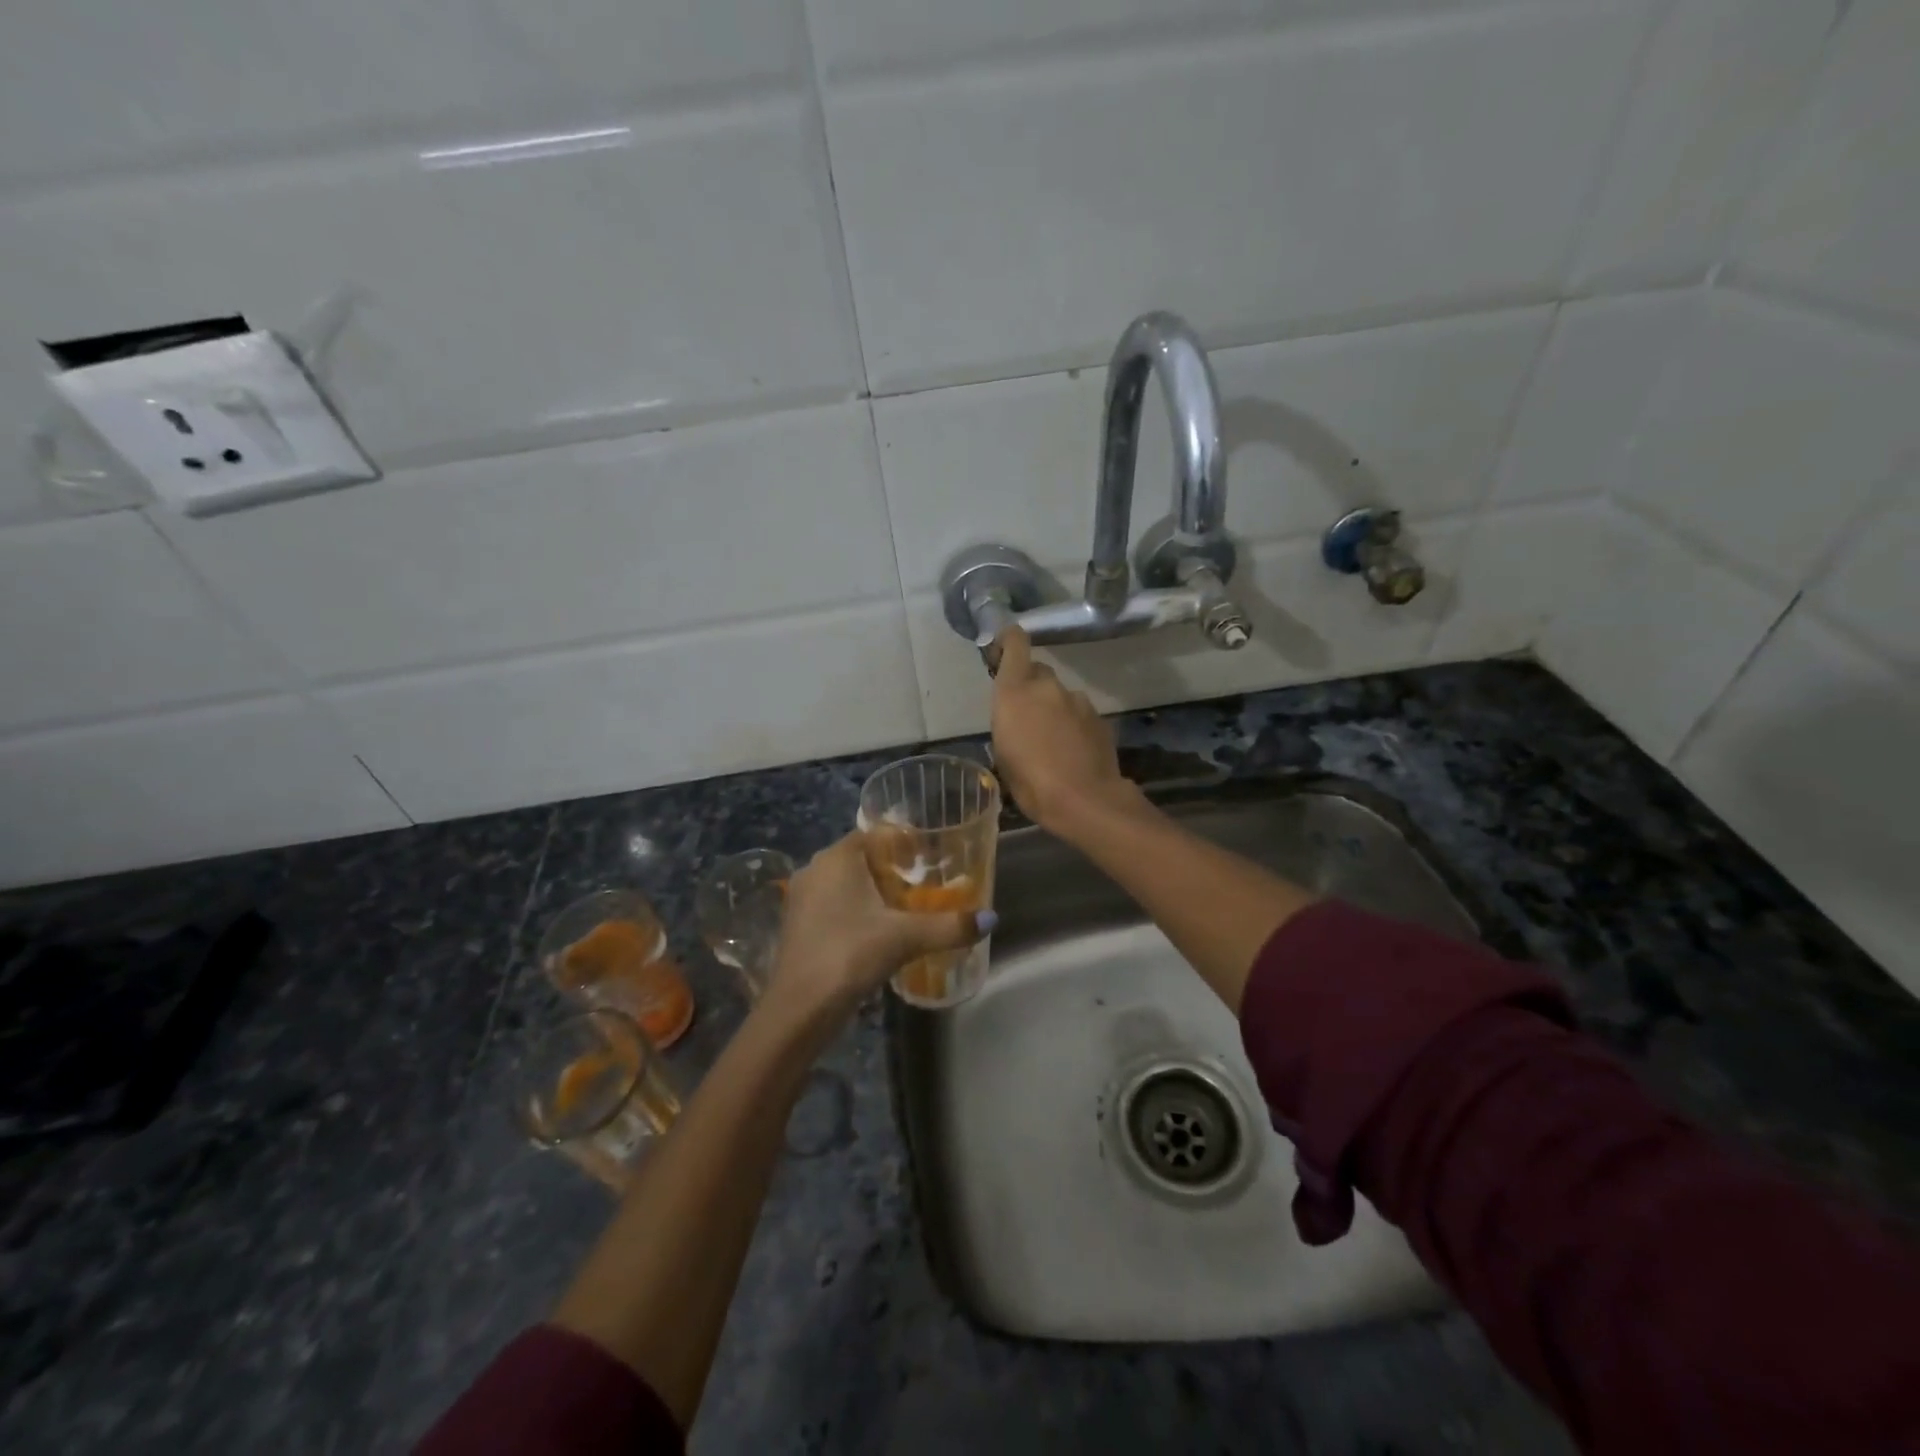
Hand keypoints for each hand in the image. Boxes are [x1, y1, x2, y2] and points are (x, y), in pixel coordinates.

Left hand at [763, 833, 988, 1025]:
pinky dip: (857, 911)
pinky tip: (879, 932)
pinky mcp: (798, 926)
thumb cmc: (850, 955)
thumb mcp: (906, 938)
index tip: (931, 856)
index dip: (903, 842)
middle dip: (892, 869)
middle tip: (927, 883)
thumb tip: (990, 919)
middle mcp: (815, 869)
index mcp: (837, 858)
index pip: (874, 834)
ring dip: (874, 892)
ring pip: (846, 884)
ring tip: (908, 908)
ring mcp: (802, 899)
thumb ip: (949, 926)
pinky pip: (834, 906)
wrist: (799, 1009)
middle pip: (861, 858)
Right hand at [990, 627, 1129, 831]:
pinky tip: (1071, 751)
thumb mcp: (1003, 754)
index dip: (1008, 640)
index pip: (1015, 643)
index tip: (1001, 651)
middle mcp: (1047, 687)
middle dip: (1029, 687)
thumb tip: (1016, 718)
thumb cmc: (1031, 782)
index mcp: (1015, 692)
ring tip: (1050, 742)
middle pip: (1037, 671)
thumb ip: (1008, 723)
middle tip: (1025, 717)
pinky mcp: (1099, 717)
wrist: (1085, 800)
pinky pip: (1078, 713)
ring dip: (1053, 709)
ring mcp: (1077, 700)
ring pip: (1059, 695)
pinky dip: (1072, 725)